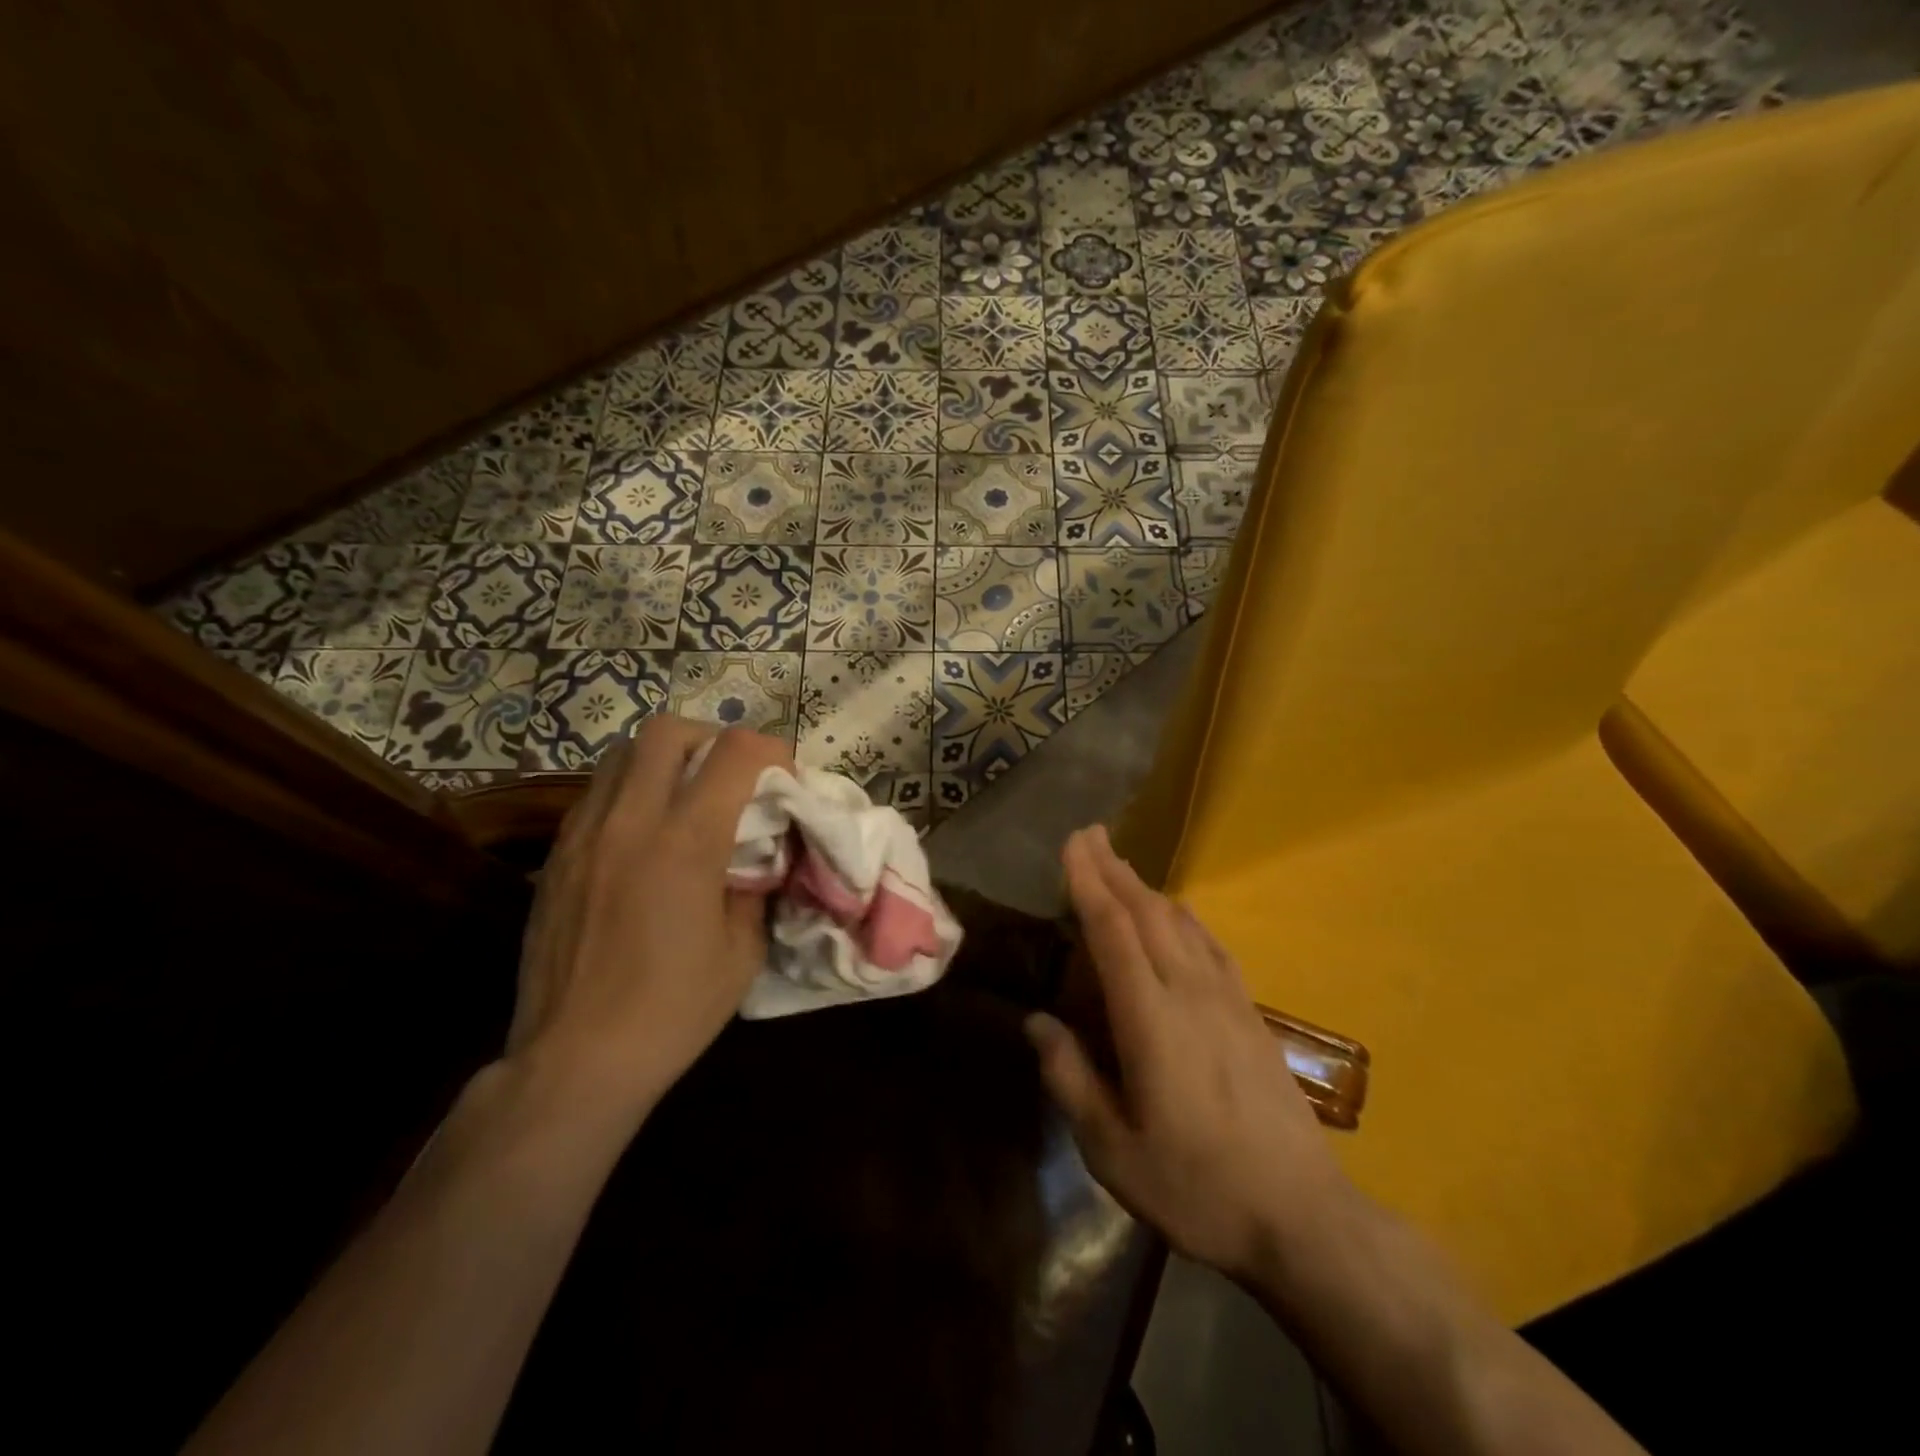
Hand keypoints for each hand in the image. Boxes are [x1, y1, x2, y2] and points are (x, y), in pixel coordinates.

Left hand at [506, 715, 791, 1123]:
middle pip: (667, 731)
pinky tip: (645, 833)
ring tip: (686, 796)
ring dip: (665, 759)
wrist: (575, 1059)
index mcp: (686, 842)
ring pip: (622, 753)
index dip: (771, 749)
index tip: (785, 775)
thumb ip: (755, 884)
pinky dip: (630, 789)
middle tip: (731, 774)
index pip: (734, 752)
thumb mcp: (742, 950)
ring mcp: (583, 833)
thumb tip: (760, 850)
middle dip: (711, 738)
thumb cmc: (673, 1009)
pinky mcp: (556, 854)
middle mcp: (630, 821)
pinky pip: (596, 792)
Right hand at [1027, 826, 1357, 1282]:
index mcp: (1151, 1019)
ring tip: (1122, 867)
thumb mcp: (1112, 1150)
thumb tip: (1037, 1022)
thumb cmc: (1197, 1187)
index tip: (1073, 844)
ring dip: (1146, 888)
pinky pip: (1211, 945)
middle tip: (1090, 834)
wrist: (1303, 1217)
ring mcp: (1227, 1000)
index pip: (1114, 932)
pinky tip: (1178, 916)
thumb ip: (1071, 1079)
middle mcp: (1190, 993)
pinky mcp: (1251, 1014)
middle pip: (1148, 913)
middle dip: (1115, 870)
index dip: (1090, 883)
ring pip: (1181, 923)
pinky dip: (1184, 917)